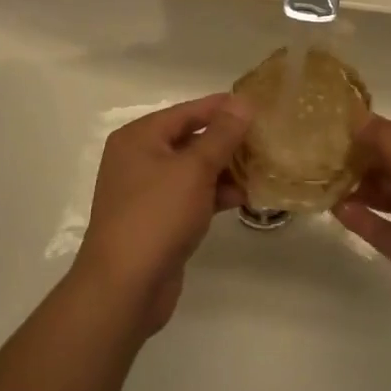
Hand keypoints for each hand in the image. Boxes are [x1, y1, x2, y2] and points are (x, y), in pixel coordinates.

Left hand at [73, 93, 250, 334]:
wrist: (124, 288)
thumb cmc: (156, 216)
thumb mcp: (193, 169)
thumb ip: (221, 135)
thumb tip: (242, 102)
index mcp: (139, 137)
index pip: (187, 111)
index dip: (222, 108)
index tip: (258, 106)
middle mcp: (139, 158)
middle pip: (190, 139)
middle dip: (227, 141)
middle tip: (266, 139)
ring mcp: (147, 192)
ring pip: (193, 170)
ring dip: (225, 169)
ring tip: (262, 168)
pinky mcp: (158, 220)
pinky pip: (191, 196)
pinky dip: (214, 194)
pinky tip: (244, 197)